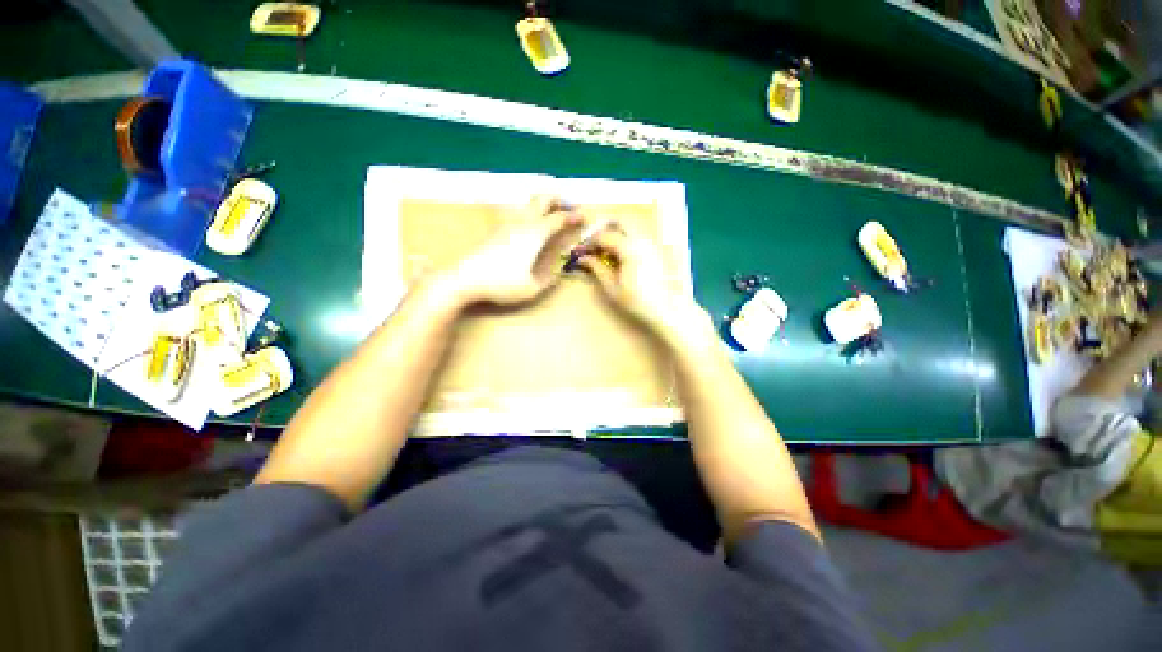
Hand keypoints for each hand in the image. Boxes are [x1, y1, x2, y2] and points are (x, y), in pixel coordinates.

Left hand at [448, 196, 584, 305]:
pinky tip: (532, 231)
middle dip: (559, 200)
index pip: (559, 217)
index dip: (573, 216)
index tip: (584, 217)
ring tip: (552, 219)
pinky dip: (532, 215)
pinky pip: (519, 214)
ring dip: (544, 206)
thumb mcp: (532, 288)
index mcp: (535, 234)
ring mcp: (507, 224)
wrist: (464, 279)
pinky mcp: (496, 230)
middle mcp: (522, 222)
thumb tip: (559, 269)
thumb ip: (549, 278)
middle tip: (569, 210)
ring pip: (529, 204)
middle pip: (542, 198)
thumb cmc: (501, 284)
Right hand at [577, 222, 708, 344]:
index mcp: (629, 248)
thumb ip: (597, 268)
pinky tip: (620, 257)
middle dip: (603, 228)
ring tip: (605, 252)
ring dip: (615, 233)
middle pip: (619, 221)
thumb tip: (582, 258)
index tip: (580, 252)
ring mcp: (651, 243)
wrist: (667, 309)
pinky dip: (625, 239)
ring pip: (630, 227)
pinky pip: (637, 236)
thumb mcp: (612, 287)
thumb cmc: (637, 301)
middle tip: (593, 244)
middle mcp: (641, 239)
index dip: (589, 242)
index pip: (604, 236)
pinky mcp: (656, 250)